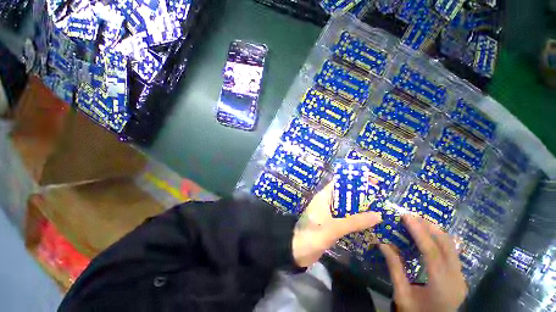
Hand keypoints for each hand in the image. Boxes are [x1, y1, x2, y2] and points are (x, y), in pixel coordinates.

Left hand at [292, 183, 381, 266]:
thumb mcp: (334, 227)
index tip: (371, 182)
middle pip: (344, 195)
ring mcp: (328, 214)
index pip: (339, 183)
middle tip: (379, 198)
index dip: (354, 181)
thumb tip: (378, 215)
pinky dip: (354, 220)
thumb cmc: (312, 234)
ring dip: (358, 209)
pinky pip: (344, 218)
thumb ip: (355, 221)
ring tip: (378, 210)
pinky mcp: (329, 224)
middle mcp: (326, 202)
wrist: (296, 251)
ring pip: (345, 207)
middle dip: (360, 196)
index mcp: (324, 196)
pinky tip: (367, 224)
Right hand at [380, 215, 467, 311]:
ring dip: (435, 232)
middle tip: (411, 216)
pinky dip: (440, 240)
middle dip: (429, 227)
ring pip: (452, 247)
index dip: (419, 232)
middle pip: (447, 246)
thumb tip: (382, 243)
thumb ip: (394, 268)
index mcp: (441, 286)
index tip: (407, 216)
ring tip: (418, 222)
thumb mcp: (402, 293)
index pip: (432, 253)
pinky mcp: (460, 277)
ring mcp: (461, 278)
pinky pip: (452, 253)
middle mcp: (456, 280)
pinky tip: (429, 236)